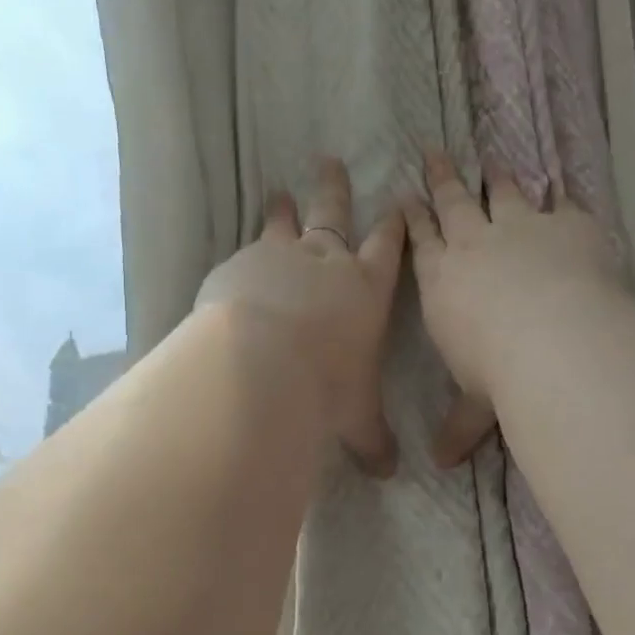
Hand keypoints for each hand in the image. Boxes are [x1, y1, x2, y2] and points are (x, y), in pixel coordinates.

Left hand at [196, 157, 405, 475]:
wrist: (263, 361)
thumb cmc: (326, 384)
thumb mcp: (356, 417)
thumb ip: (373, 440)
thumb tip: (389, 473)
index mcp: (366, 289)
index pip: (388, 249)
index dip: (394, 227)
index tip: (397, 205)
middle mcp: (326, 262)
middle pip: (334, 214)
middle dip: (335, 190)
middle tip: (330, 161)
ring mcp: (279, 257)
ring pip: (284, 224)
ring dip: (283, 209)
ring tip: (277, 192)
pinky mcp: (238, 266)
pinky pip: (244, 252)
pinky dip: (245, 252)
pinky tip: (236, 261)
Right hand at [401, 149, 624, 466]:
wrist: (554, 338)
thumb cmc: (496, 371)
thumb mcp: (474, 404)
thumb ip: (459, 427)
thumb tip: (441, 465)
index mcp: (442, 280)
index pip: (421, 240)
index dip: (413, 216)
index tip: (406, 194)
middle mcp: (475, 244)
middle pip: (453, 203)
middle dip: (441, 178)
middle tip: (433, 152)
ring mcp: (522, 228)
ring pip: (503, 193)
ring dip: (494, 177)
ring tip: (490, 162)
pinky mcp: (569, 225)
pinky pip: (562, 203)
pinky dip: (560, 195)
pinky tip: (561, 186)